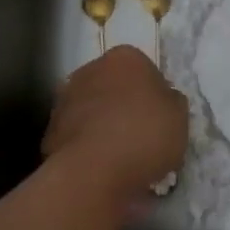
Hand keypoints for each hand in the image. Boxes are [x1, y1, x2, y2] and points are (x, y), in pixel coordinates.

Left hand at [42, 46, 188, 204]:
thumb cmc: (144, 133)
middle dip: (124, 106)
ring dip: (102, 127)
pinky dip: (87, 149)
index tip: (160, 118)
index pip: (144, 69)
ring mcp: (66, 100)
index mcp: (125, 57)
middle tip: (141, 137)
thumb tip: (162, 100)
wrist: (93, 172)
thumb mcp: (179, 115)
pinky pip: (77, 138)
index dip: (154, 94)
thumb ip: (171, 101)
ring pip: (92, 111)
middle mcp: (91, 69)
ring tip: (120, 159)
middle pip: (114, 87)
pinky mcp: (49, 133)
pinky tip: (100, 170)